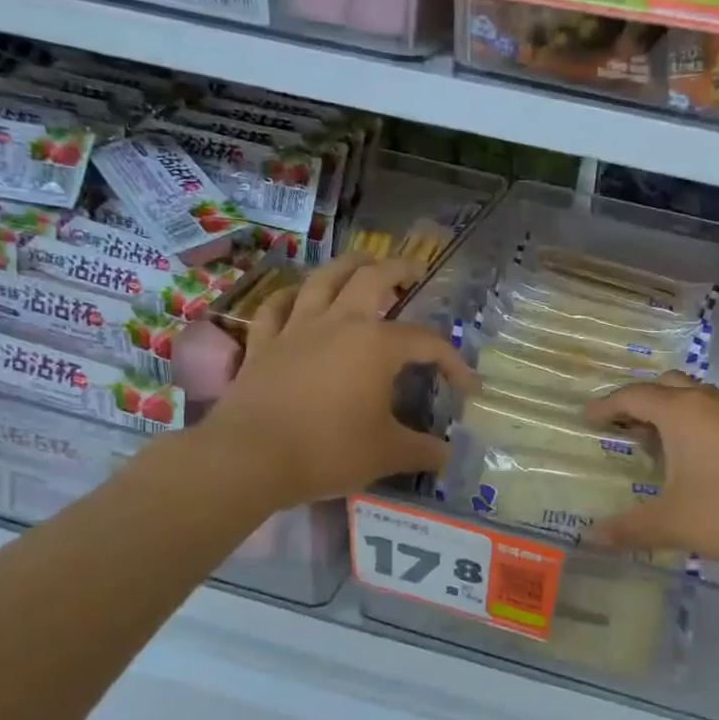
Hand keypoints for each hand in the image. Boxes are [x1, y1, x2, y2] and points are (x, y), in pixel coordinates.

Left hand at [193, 255, 476, 508]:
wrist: (250, 457)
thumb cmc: (328, 450)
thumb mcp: (387, 455)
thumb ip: (423, 451)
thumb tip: (447, 455)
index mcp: (377, 345)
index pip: (427, 342)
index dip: (453, 362)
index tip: (468, 388)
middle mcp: (339, 323)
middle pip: (372, 279)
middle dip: (399, 269)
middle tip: (414, 271)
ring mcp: (297, 329)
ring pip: (323, 280)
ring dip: (347, 266)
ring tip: (362, 262)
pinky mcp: (263, 344)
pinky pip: (276, 308)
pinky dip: (290, 297)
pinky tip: (297, 296)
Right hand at [584, 373, 718, 569]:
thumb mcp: (674, 523)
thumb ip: (629, 528)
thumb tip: (589, 538)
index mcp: (681, 412)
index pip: (633, 396)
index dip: (606, 406)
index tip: (587, 419)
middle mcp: (709, 402)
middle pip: (665, 386)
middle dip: (639, 402)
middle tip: (620, 427)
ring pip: (694, 398)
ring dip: (669, 412)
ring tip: (654, 444)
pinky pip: (715, 415)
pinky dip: (694, 425)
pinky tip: (695, 460)